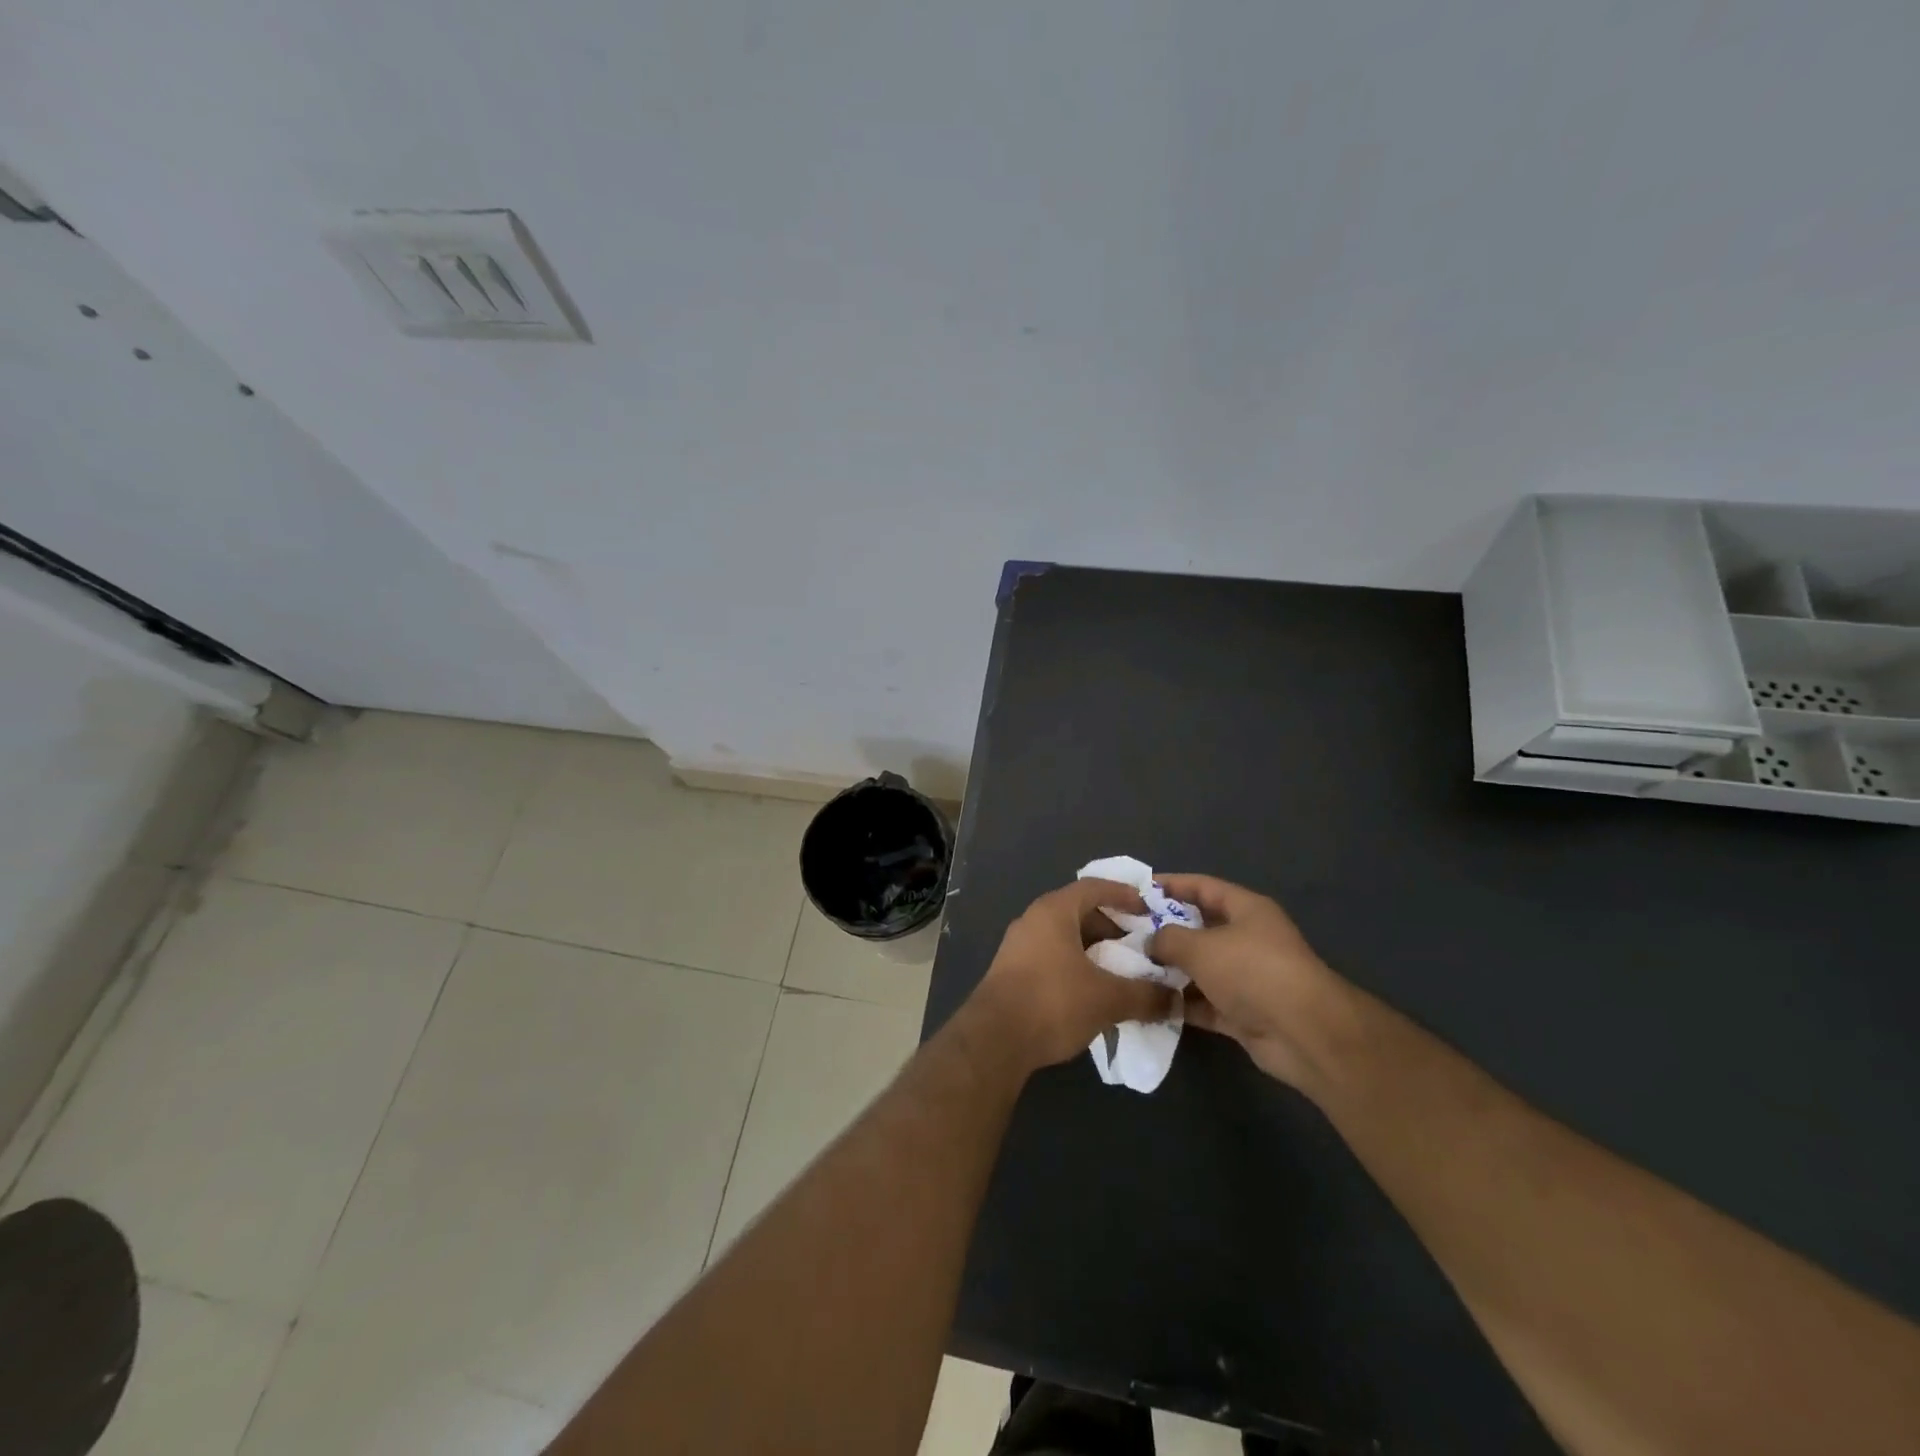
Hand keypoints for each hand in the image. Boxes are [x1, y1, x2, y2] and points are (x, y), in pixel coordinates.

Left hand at [972, 879, 1175, 1072]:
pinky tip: (1092, 992)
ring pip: (1064, 938)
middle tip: (1139, 945)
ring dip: (1093, 950)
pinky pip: (1052, 957)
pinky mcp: (1011, 973)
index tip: (1148, 909)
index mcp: (1053, 911)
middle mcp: (1032, 920)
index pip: (1093, 887)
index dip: (1123, 895)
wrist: (994, 1040)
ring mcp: (1018, 946)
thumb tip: (1176, 999)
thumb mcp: (1107, 998)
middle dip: (1111, 927)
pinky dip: (1076, 966)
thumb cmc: (1053, 1002)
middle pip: (1078, 912)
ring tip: (1121, 972)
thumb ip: (1145, 995)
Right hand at [1149, 874, 1349, 1092]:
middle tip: (1125, 933)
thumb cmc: (1252, 971)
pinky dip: (1181, 1003)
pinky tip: (1149, 1003)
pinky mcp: (1243, 1013)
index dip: (1171, 884)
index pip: (1203, 886)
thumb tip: (1151, 942)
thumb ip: (1168, 938)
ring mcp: (1246, 978)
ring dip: (1169, 971)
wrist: (1305, 1034)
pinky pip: (1204, 1003)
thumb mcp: (1201, 946)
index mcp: (1246, 910)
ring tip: (1129, 969)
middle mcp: (1248, 939)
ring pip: (1200, 968)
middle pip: (1199, 928)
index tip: (1137, 889)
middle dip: (1164, 931)